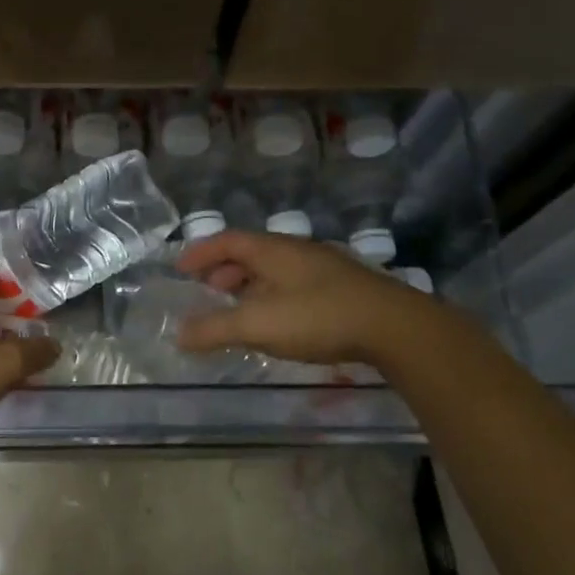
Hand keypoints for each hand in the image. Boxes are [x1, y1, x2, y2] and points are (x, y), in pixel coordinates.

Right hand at [173, 230, 426, 364]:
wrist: (394, 327)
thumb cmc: (318, 317)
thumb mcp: (259, 324)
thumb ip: (216, 329)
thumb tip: (179, 334)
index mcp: (273, 250)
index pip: (227, 241)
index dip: (201, 252)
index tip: (180, 268)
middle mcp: (295, 251)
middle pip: (250, 254)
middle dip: (223, 272)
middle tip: (206, 293)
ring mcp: (322, 268)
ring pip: (273, 271)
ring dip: (249, 287)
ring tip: (237, 312)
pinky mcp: (341, 289)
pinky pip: (293, 286)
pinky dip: (272, 299)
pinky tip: (276, 323)